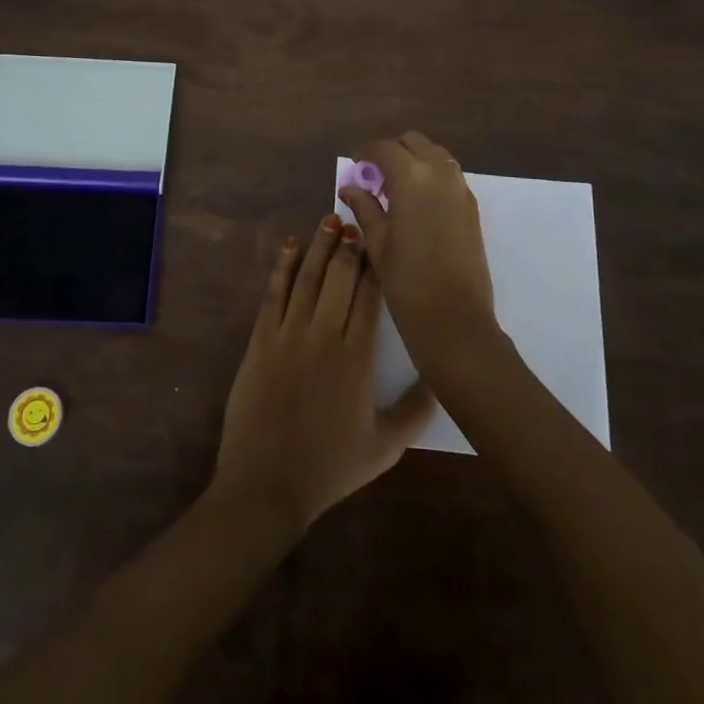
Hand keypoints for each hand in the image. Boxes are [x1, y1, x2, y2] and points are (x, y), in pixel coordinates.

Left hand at [212, 216, 434, 533]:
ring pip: (308, 278)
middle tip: (355, 220)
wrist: (267, 484)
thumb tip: (442, 377)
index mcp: (357, 358)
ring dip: (319, 246)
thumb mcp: (385, 447)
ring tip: (329, 219)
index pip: (370, 297)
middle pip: (339, 278)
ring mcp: (289, 335)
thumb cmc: (330, 467)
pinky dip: (282, 267)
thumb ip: (417, 411)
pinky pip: (273, 294)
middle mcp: (325, 336)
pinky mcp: (261, 340)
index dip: (375, 265)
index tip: (381, 241)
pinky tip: (291, 246)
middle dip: (348, 246)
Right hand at [341, 132, 498, 369]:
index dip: (366, 152)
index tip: (355, 164)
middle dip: (392, 151)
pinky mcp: (472, 207)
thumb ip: (364, 207)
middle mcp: (439, 174)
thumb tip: (350, 187)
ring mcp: (460, 189)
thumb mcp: (377, 242)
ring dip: (414, 160)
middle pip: (414, 142)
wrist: (454, 320)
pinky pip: (449, 175)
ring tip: (395, 188)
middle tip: (374, 175)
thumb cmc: (406, 281)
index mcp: (411, 178)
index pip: (384, 148)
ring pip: (435, 155)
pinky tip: (417, 203)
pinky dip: (431, 176)